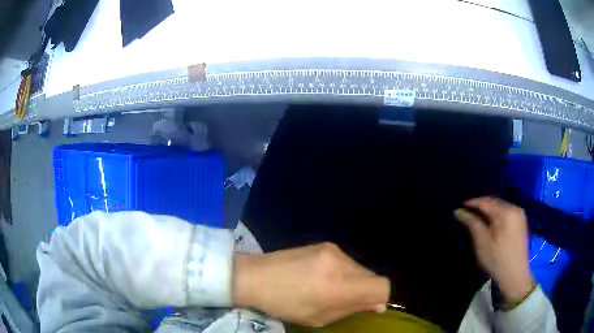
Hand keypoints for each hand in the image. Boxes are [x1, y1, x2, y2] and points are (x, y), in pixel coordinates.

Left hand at [233, 243, 389, 326]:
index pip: (382, 286)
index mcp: (338, 286)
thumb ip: (351, 309)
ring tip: (330, 289)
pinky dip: (344, 272)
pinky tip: (323, 278)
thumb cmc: (284, 304)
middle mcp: (340, 263)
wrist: (255, 276)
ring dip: (354, 281)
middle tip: (345, 301)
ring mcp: (333, 250)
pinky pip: (347, 261)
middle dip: (366, 291)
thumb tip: (378, 304)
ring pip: (361, 268)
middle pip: (373, 276)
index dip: (380, 298)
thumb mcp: (318, 317)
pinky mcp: (325, 244)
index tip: (368, 306)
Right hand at [454, 197, 533, 304]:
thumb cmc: (497, 260)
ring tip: (476, 218)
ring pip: (500, 207)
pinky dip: (496, 216)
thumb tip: (459, 211)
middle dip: (481, 206)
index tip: (460, 206)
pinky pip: (506, 213)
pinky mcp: (521, 221)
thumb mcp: (482, 243)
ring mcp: (520, 214)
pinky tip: (490, 223)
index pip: (486, 202)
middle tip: (467, 213)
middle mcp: (515, 208)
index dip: (473, 203)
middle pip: (495, 202)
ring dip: (488, 211)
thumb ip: (472, 224)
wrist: (515, 276)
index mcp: (507, 212)